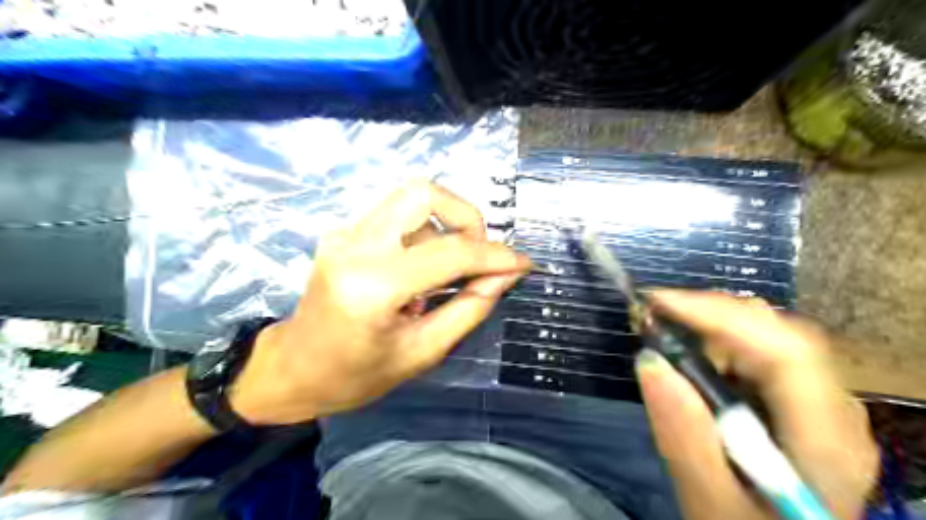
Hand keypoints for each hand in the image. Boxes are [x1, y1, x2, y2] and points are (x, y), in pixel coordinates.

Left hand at [230, 182, 526, 424]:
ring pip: (411, 199)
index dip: (495, 255)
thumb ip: (469, 308)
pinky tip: (421, 270)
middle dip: (465, 217)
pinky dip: (424, 233)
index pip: (450, 252)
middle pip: (423, 193)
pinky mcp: (343, 232)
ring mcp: (344, 233)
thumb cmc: (355, 375)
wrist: (292, 369)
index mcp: (372, 285)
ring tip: (447, 272)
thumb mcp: (422, 352)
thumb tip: (506, 275)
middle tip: (478, 254)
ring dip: (444, 227)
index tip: (522, 263)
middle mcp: (355, 245)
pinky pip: (396, 215)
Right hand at [637, 291, 876, 519]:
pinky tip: (693, 353)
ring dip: (714, 325)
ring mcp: (822, 404)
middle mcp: (835, 411)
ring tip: (666, 329)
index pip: (786, 352)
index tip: (656, 303)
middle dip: (711, 314)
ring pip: (772, 336)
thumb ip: (683, 436)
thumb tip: (648, 360)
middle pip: (781, 335)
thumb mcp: (710, 503)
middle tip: (654, 314)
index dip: (720, 315)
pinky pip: (763, 352)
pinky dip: (721, 341)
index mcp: (826, 442)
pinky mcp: (801, 402)